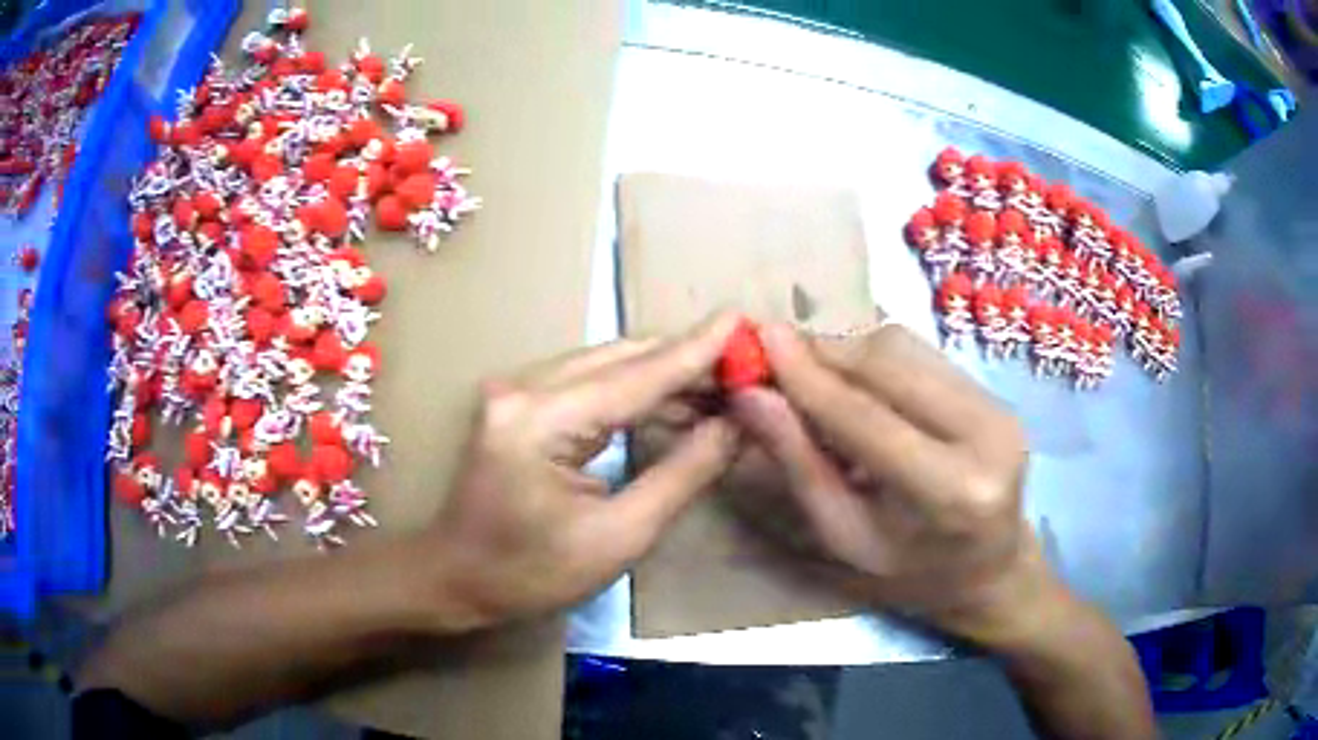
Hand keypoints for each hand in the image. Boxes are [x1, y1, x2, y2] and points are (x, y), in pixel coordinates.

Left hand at [422, 315, 741, 630]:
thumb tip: (735, 427)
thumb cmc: (531, 574)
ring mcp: (516, 389)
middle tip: (746, 367)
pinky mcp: (519, 401)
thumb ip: (682, 474)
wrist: (454, 578)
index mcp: (540, 422)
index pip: (637, 376)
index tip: (743, 319)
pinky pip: (589, 383)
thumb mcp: (619, 537)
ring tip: (723, 387)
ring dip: (663, 374)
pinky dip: (634, 390)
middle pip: (621, 358)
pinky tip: (675, 401)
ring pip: (607, 365)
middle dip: (686, 360)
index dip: (696, 350)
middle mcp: (523, 388)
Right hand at [729, 322, 1066, 646]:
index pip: (867, 418)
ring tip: (813, 378)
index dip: (808, 376)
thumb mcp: (845, 537)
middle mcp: (987, 435)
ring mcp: (998, 406)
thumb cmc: (910, 574)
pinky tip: (856, 385)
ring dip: (848, 352)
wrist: (991, 569)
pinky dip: (875, 359)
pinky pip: (921, 353)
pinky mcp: (995, 392)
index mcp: (950, 492)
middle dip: (825, 353)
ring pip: (905, 348)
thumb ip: (800, 465)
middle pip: (890, 362)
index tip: (758, 339)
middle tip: (775, 361)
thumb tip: (751, 396)